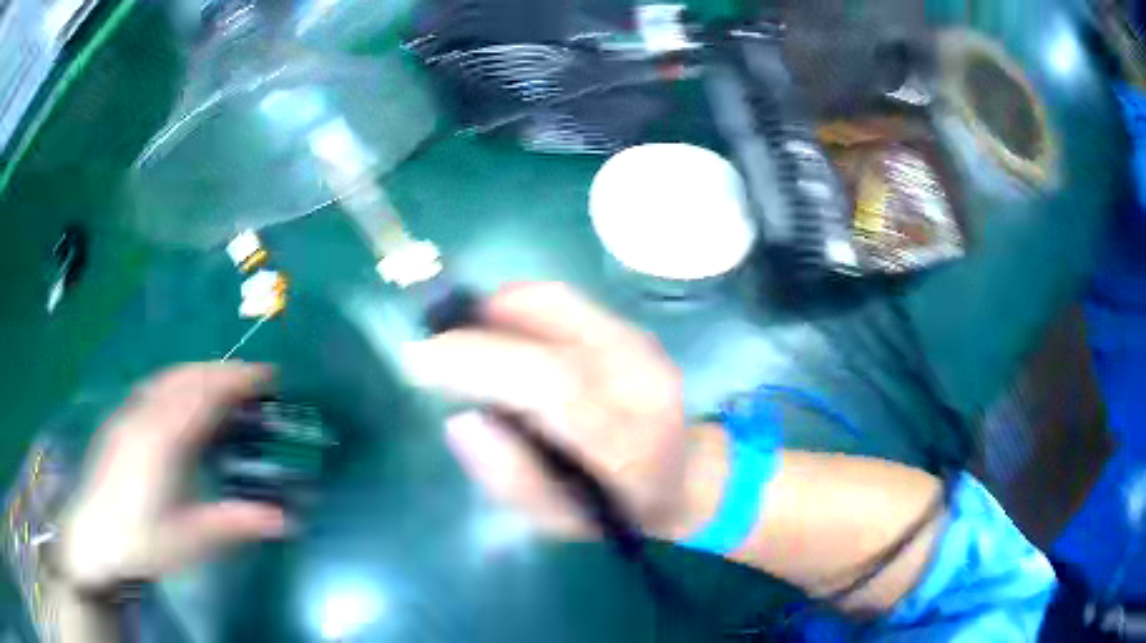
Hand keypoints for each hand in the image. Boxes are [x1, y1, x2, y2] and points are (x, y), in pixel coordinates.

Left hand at [57, 363, 287, 588]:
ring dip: (201, 372)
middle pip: (188, 376)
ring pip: (169, 377)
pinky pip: (154, 386)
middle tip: (256, 380)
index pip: (205, 394)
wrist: (93, 535)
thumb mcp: (190, 541)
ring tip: (225, 384)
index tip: (269, 376)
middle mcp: (145, 415)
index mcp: (163, 440)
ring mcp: (129, 413)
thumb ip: (235, 524)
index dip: (238, 380)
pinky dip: (178, 381)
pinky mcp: (120, 420)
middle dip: (224, 371)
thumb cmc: (142, 541)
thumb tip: (286, 519)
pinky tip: (182, 398)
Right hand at [404, 283, 688, 536]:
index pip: (554, 384)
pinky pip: (559, 300)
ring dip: (494, 315)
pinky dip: (516, 310)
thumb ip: (511, 478)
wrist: (685, 477)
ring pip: (550, 300)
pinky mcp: (631, 327)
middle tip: (435, 355)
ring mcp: (641, 344)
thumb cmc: (619, 510)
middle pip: (549, 323)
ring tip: (468, 350)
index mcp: (629, 442)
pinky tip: (504, 342)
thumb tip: (460, 420)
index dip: (479, 361)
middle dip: (475, 331)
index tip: (420, 359)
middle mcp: (641, 377)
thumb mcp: (561, 521)